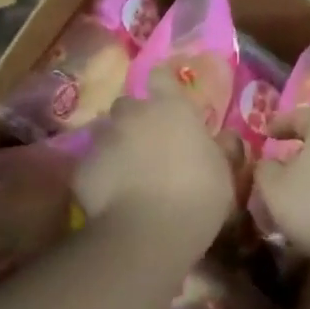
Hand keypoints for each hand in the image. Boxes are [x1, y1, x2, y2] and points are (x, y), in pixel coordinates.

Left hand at [74, 69, 235, 244]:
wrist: (149, 232)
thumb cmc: (198, 196)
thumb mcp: (224, 174)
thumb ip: (223, 149)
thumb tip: (227, 136)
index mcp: (171, 108)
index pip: (161, 76)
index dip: (162, 83)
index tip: (166, 95)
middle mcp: (133, 114)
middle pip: (128, 105)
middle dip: (135, 119)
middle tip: (148, 144)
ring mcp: (103, 139)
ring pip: (105, 132)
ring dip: (115, 145)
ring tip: (127, 171)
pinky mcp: (83, 167)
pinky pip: (92, 164)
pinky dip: (100, 174)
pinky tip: (110, 196)